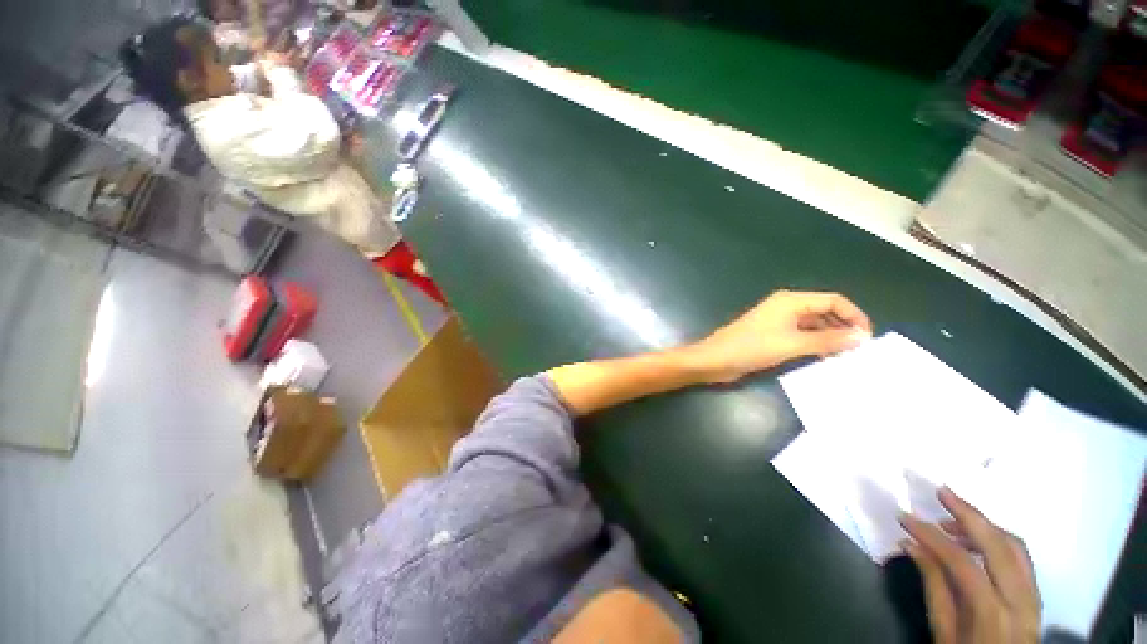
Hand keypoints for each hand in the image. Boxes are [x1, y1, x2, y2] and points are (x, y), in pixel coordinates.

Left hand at [686, 290, 871, 382]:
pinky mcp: (771, 335)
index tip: (869, 338)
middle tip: (860, 352)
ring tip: (847, 358)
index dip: (854, 316)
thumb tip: (862, 336)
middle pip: (823, 312)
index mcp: (790, 301)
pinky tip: (824, 359)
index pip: (832, 301)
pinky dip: (814, 345)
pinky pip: (800, 336)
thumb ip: (827, 340)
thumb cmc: (751, 348)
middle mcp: (785, 307)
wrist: (715, 360)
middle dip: (843, 328)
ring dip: (829, 338)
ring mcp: (777, 321)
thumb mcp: (792, 344)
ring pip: (813, 325)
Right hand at [900, 488, 1040, 643]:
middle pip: (998, 545)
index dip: (931, 536)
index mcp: (991, 612)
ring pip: (1015, 547)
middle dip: (968, 514)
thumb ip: (933, 587)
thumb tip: (910, 545)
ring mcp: (1034, 596)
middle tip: (941, 492)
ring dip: (985, 526)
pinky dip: (999, 540)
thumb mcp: (943, 631)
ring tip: (954, 518)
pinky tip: (978, 539)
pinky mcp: (1037, 595)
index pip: (961, 561)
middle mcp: (1019, 599)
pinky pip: (1022, 558)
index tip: (904, 517)